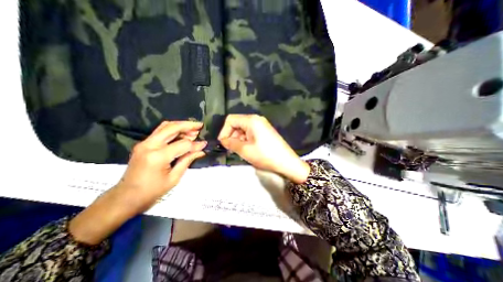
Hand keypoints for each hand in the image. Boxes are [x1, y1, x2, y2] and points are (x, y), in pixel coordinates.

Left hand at [69, 121, 205, 244]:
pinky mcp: (143, 144)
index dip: (195, 144)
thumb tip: (201, 150)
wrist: (126, 197)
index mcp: (158, 156)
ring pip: (165, 126)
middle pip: (172, 128)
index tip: (205, 144)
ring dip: (181, 125)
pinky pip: (160, 131)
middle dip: (188, 125)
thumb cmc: (152, 192)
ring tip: (193, 129)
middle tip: (200, 125)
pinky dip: (173, 129)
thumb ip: (187, 160)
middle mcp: (149, 145)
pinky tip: (182, 133)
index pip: (183, 144)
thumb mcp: (174, 178)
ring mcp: (144, 143)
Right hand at [217, 114, 308, 184]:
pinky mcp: (265, 131)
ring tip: (239, 150)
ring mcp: (262, 125)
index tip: (223, 144)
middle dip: (231, 135)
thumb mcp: (245, 150)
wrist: (286, 162)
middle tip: (231, 148)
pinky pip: (250, 132)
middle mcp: (257, 119)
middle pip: (237, 123)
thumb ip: (231, 143)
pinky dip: (245, 139)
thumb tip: (223, 140)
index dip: (224, 131)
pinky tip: (247, 148)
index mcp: (251, 120)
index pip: (231, 120)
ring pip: (243, 128)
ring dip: (238, 138)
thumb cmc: (265, 155)